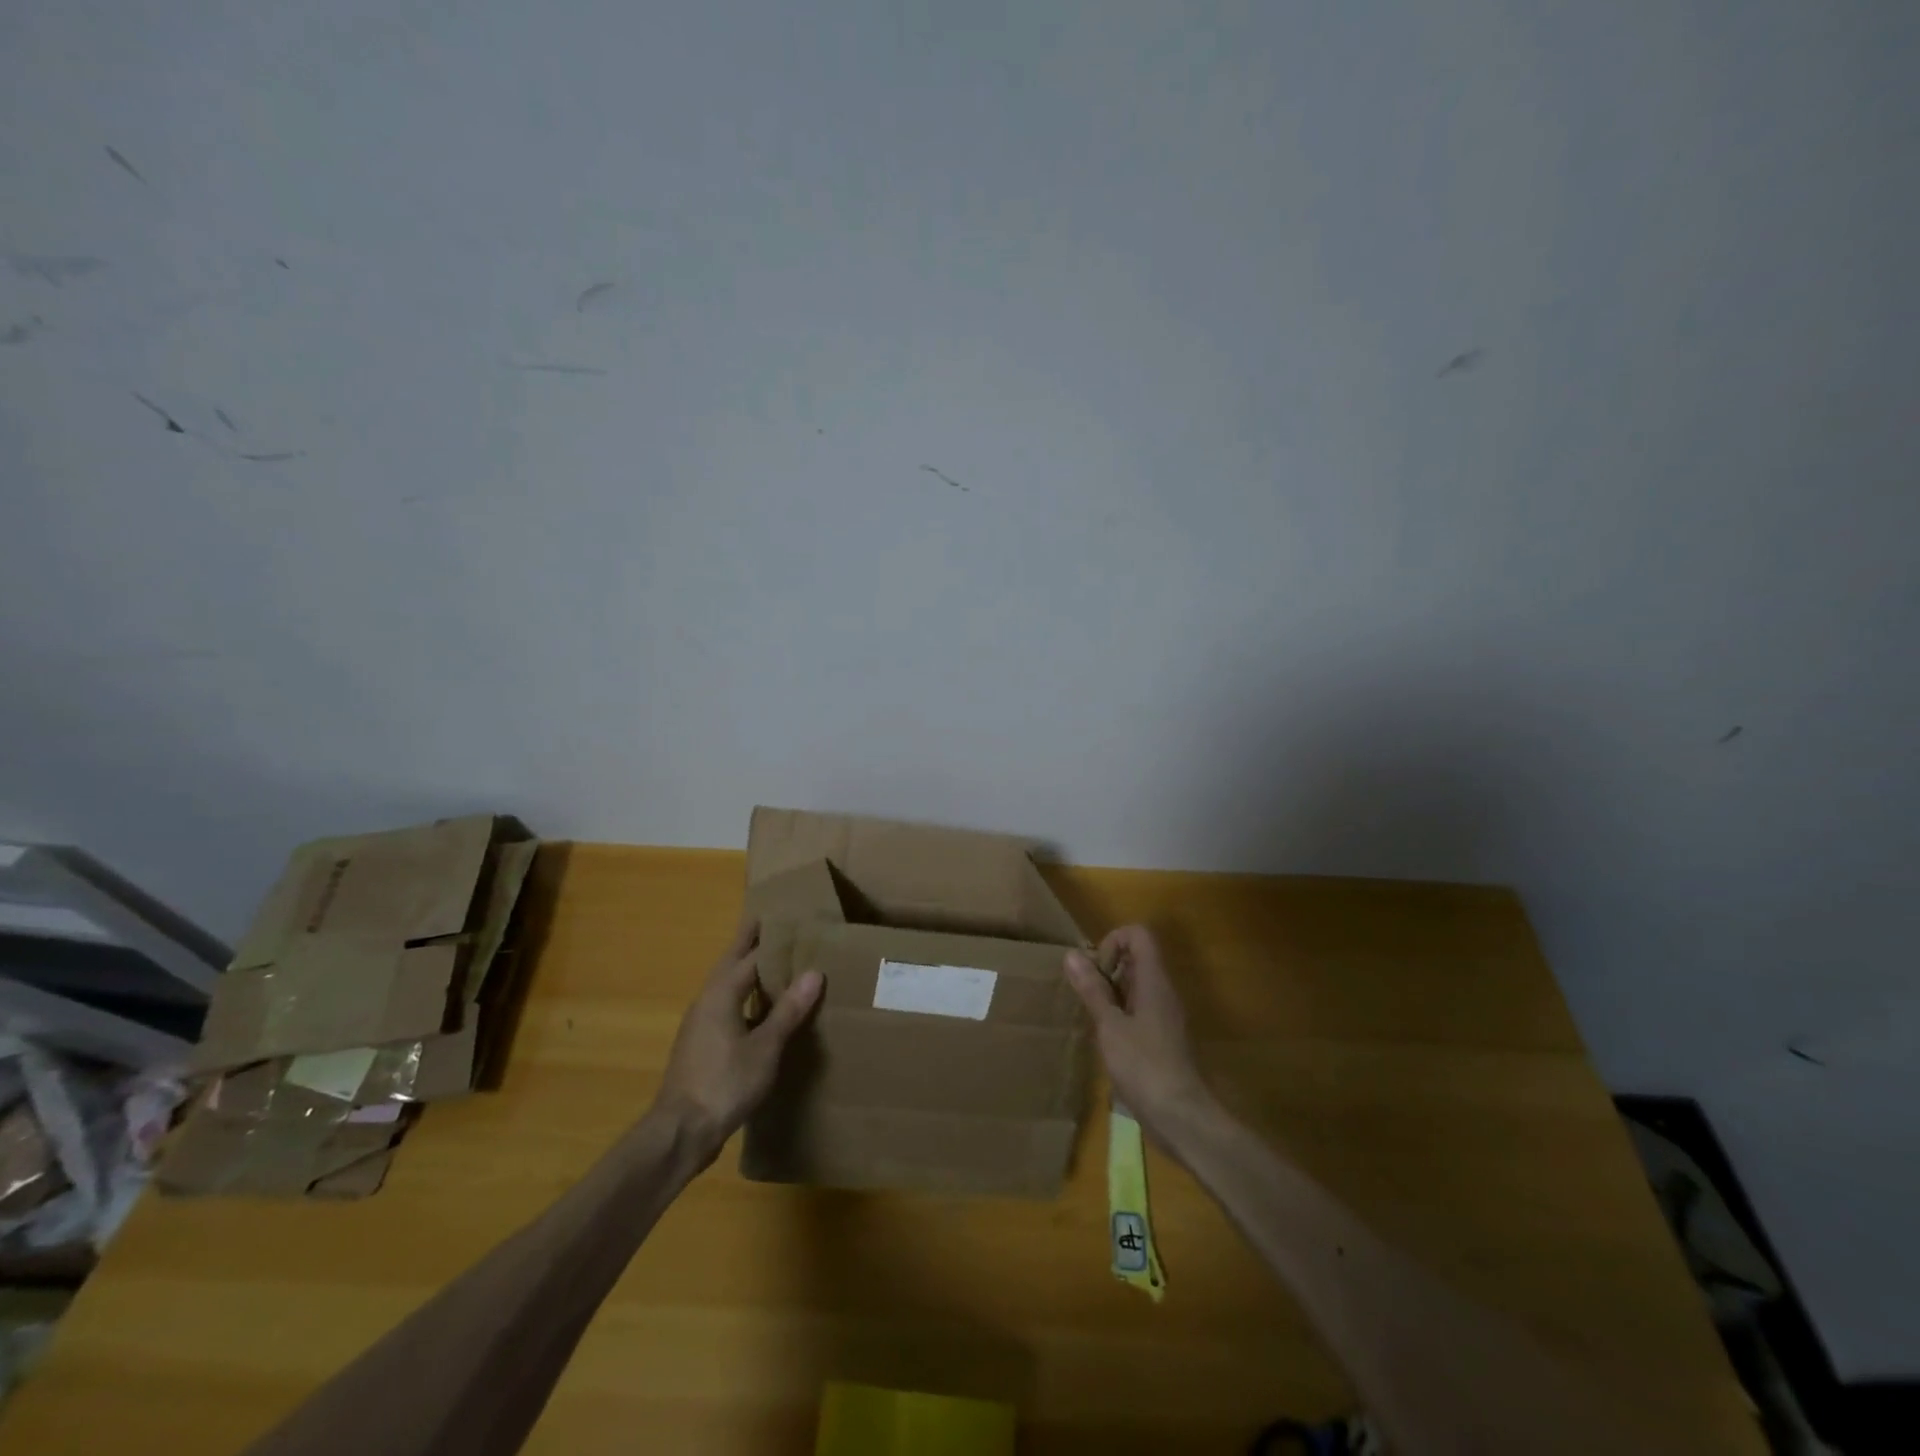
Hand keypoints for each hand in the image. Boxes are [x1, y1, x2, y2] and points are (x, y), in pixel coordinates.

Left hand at [651, 918, 822, 1158]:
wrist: (681, 1132)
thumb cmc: (725, 1083)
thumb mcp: (765, 1047)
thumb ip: (788, 1010)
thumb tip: (814, 972)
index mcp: (721, 994)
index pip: (750, 954)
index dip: (771, 938)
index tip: (789, 918)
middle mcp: (706, 1001)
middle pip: (731, 963)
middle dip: (749, 942)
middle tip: (770, 922)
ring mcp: (700, 1024)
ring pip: (726, 986)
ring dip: (745, 969)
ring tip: (771, 961)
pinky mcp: (701, 1046)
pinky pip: (725, 1007)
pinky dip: (743, 996)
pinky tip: (759, 1010)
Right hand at [1065, 925, 1220, 1151]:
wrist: (1182, 1117)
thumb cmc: (1144, 1066)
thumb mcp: (1110, 1026)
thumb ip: (1092, 990)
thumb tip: (1072, 955)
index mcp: (1154, 981)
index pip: (1138, 935)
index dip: (1113, 941)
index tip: (1096, 970)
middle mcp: (1164, 991)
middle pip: (1137, 958)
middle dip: (1107, 968)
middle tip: (1087, 994)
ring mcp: (1166, 1015)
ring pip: (1137, 985)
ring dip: (1111, 992)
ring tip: (1091, 1016)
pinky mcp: (1164, 1038)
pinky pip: (1141, 1009)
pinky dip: (1121, 1013)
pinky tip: (1106, 1039)